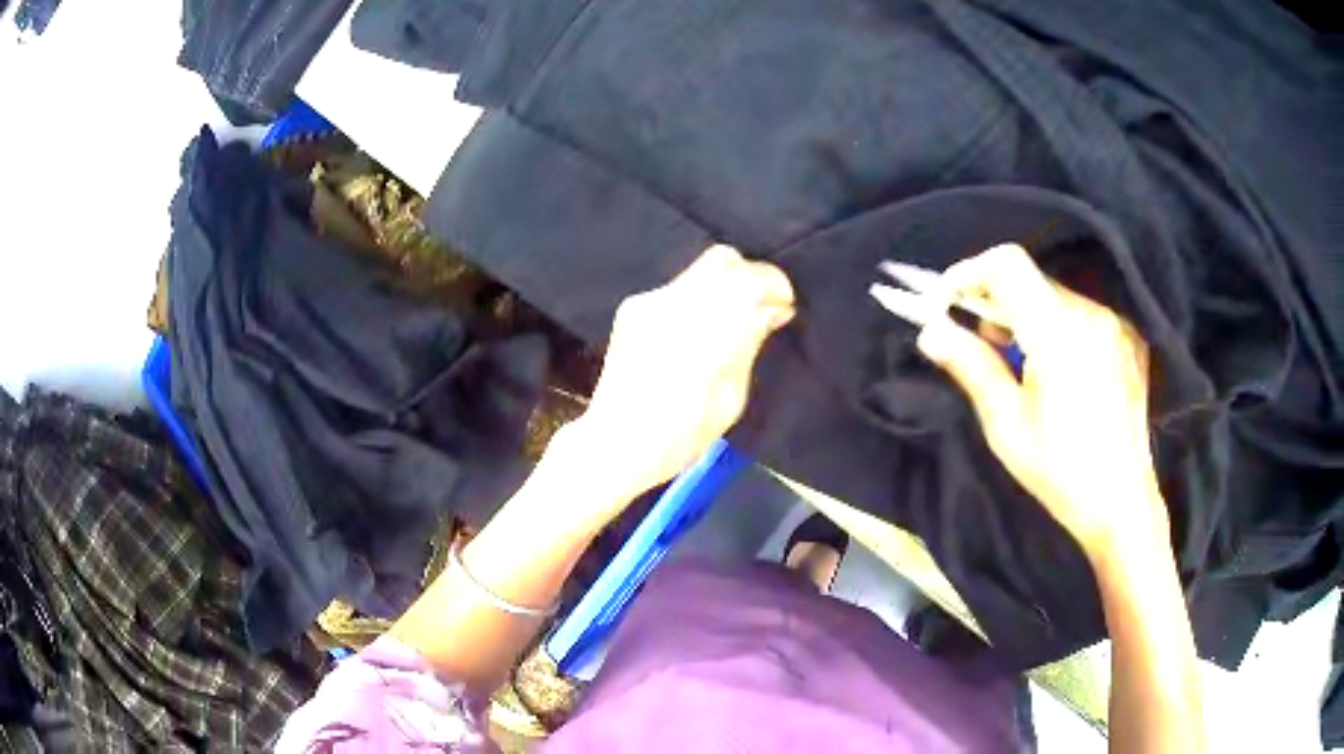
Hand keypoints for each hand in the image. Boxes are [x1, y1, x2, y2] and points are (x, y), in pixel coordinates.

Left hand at [565, 245, 794, 506]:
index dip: (776, 284)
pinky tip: (697, 329)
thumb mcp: (731, 399)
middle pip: (724, 259)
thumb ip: (750, 344)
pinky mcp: (632, 307)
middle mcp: (674, 308)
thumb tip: (775, 309)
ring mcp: (648, 303)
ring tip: (732, 319)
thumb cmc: (681, 436)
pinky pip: (677, 287)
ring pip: (699, 268)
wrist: (615, 442)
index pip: (749, 280)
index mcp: (704, 336)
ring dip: (725, 285)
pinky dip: (698, 298)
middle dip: (751, 276)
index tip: (785, 304)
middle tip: (763, 305)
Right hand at [915, 244, 1168, 565]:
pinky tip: (1055, 369)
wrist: (1122, 501)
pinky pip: (1079, 313)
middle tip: (977, 342)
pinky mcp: (1127, 337)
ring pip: (1053, 295)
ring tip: (1018, 362)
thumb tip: (930, 331)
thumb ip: (971, 366)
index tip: (945, 303)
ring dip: (1024, 315)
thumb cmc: (1060, 470)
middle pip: (1030, 279)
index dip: (968, 273)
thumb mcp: (1006, 425)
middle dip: (993, 301)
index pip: (1007, 265)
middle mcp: (1090, 315)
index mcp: (1059, 334)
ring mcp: (1113, 323)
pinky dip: (1055, 326)